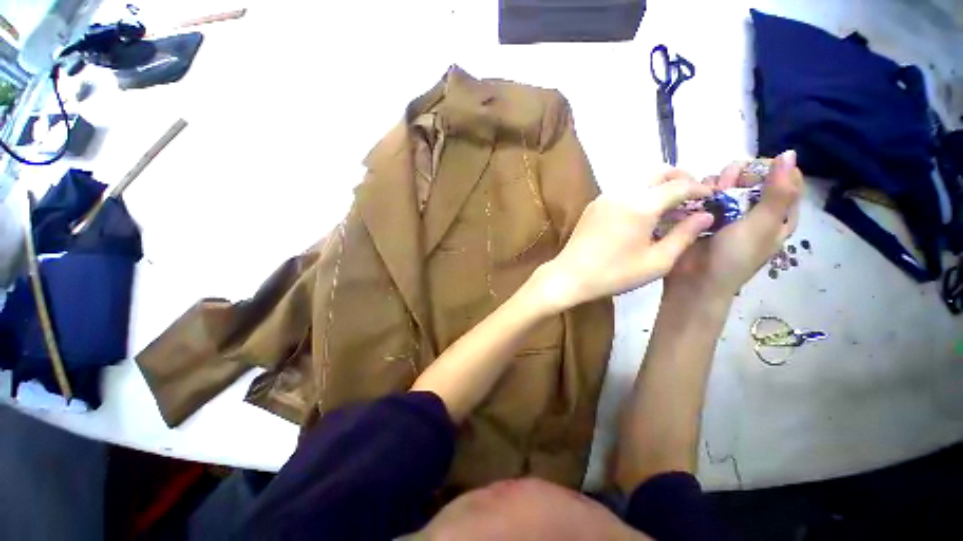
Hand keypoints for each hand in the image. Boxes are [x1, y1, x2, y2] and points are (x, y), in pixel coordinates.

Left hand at [536, 169, 714, 311]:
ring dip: (658, 186)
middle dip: (680, 179)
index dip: (699, 189)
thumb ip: (684, 235)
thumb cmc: (615, 274)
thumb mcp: (657, 261)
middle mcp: (622, 193)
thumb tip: (705, 215)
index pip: (678, 186)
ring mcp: (604, 196)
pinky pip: (623, 190)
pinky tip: (643, 213)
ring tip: (669, 206)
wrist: (571, 275)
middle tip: (691, 196)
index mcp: (640, 205)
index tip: (711, 197)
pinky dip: (640, 193)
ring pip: (639, 179)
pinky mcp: (594, 204)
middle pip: (658, 172)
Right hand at [665, 150, 802, 298]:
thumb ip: (777, 192)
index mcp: (778, 214)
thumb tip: (789, 153)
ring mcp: (726, 211)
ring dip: (715, 184)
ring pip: (725, 182)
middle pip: (752, 176)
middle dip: (737, 176)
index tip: (751, 175)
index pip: (785, 177)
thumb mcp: (761, 226)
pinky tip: (694, 199)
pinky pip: (704, 194)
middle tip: (725, 187)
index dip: (769, 170)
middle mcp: (754, 209)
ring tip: (706, 197)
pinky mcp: (702, 215)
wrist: (694, 279)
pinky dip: (700, 192)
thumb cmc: (733, 257)